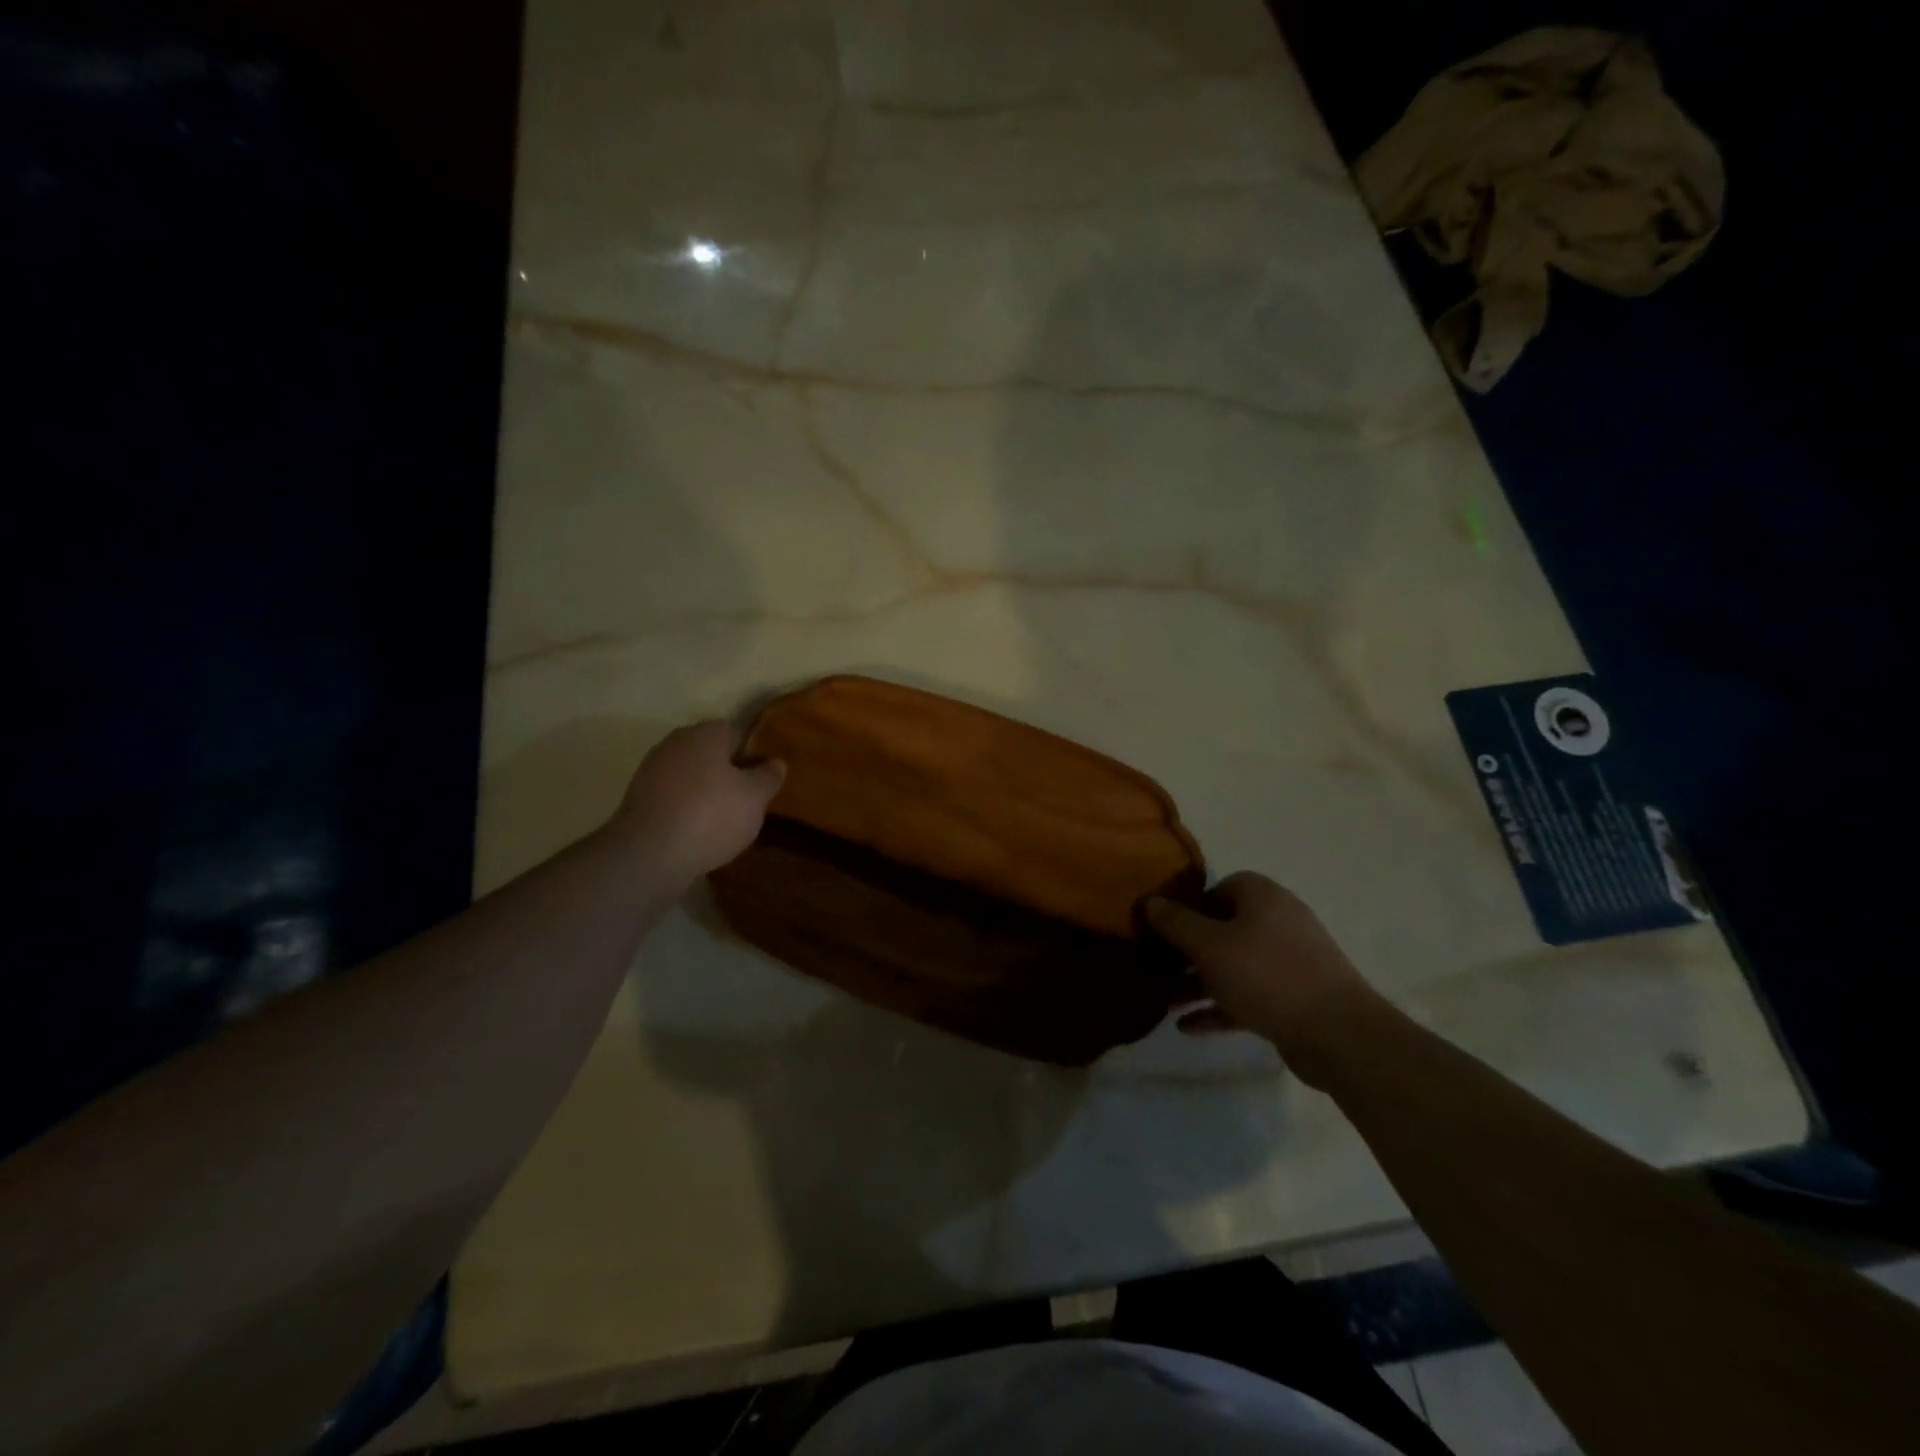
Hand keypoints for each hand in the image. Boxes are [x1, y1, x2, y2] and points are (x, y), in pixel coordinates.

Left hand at [613, 721, 785, 883]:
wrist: (649, 855)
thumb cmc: (711, 816)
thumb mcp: (755, 798)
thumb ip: (768, 777)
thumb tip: (776, 762)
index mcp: (705, 734)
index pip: (736, 731)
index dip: (753, 753)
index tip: (764, 777)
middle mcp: (675, 743)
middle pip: (710, 752)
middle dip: (729, 772)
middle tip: (748, 800)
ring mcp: (652, 770)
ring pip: (690, 775)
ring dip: (706, 791)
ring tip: (725, 820)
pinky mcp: (638, 799)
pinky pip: (673, 796)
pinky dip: (686, 808)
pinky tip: (698, 831)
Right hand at [1147, 872, 1383, 1082]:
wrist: (1339, 1034)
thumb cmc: (1266, 975)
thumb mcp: (1209, 945)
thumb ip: (1176, 922)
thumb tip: (1150, 901)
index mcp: (1262, 896)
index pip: (1219, 887)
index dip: (1189, 905)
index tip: (1164, 928)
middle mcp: (1278, 921)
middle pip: (1223, 928)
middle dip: (1188, 949)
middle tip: (1158, 965)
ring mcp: (1290, 961)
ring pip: (1233, 964)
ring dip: (1199, 981)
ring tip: (1164, 1000)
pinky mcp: (1295, 998)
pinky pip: (1248, 994)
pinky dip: (1220, 1006)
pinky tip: (1187, 1027)